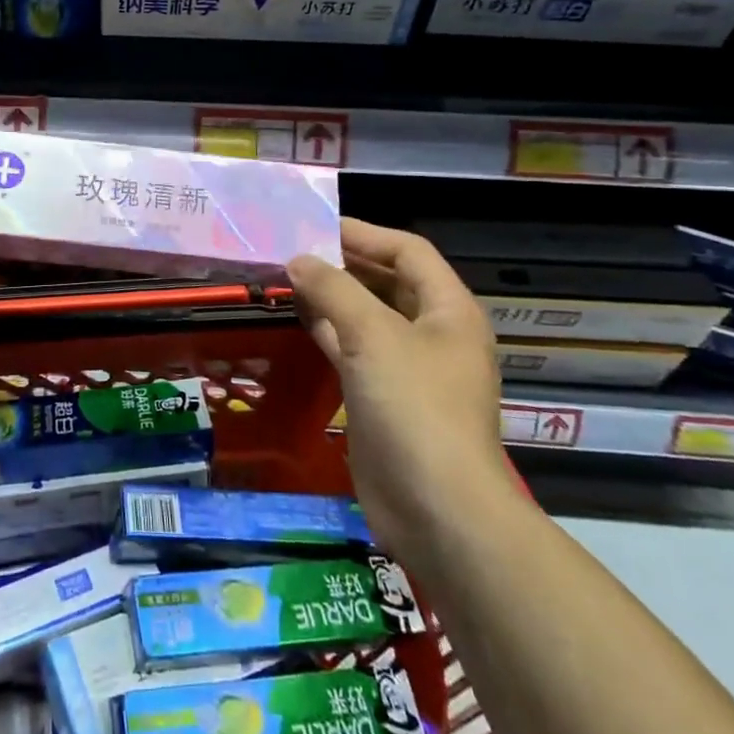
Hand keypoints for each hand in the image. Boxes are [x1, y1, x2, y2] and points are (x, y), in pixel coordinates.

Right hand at [287, 221, 514, 548]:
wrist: (435, 508)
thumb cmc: (414, 407)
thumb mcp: (372, 335)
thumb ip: (333, 289)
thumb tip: (299, 259)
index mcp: (448, 310)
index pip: (407, 251)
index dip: (364, 233)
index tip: (315, 225)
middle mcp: (432, 333)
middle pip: (387, 281)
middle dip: (343, 263)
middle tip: (292, 249)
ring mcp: (407, 368)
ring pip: (366, 316)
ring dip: (330, 296)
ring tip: (285, 277)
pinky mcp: (382, 397)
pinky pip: (352, 349)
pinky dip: (326, 330)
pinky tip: (296, 318)